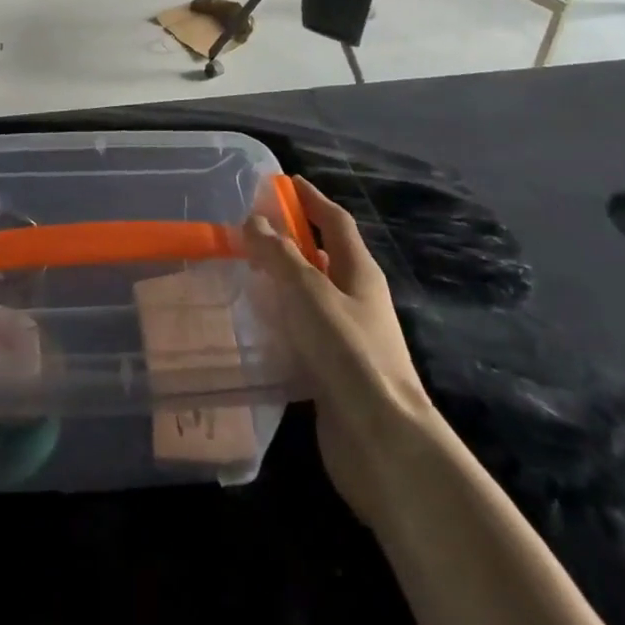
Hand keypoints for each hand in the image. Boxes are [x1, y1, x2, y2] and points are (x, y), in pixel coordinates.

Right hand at [243, 178, 437, 533]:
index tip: (284, 182)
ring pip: (310, 298)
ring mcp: (348, 339)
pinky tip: (253, 327)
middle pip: (323, 257)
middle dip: (291, 240)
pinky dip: (280, 323)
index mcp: (359, 271)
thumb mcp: (308, 290)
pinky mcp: (333, 373)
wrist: (382, 442)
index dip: (311, 198)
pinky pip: (302, 335)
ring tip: (242, 274)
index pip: (335, 220)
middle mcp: (357, 299)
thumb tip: (254, 221)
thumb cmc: (348, 351)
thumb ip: (279, 254)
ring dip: (281, 283)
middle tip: (250, 230)